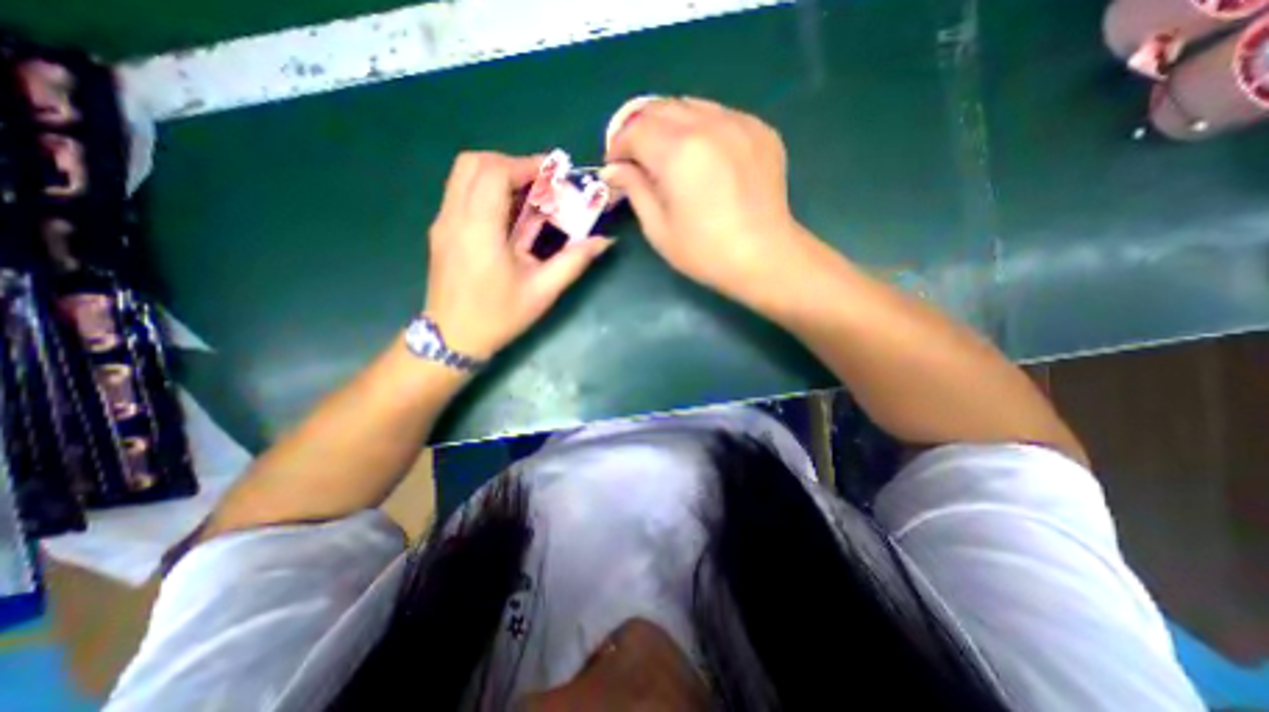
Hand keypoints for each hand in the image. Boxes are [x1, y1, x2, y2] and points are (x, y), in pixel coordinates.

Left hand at [423, 149, 610, 358]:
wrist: (453, 338)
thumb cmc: (499, 316)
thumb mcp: (542, 291)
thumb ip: (574, 261)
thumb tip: (604, 241)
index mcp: (480, 230)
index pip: (495, 173)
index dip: (526, 165)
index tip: (553, 174)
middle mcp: (455, 217)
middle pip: (474, 163)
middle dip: (511, 164)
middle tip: (540, 184)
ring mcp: (443, 222)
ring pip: (463, 175)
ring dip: (497, 175)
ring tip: (527, 196)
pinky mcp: (441, 230)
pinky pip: (461, 193)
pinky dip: (486, 190)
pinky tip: (509, 215)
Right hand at [600, 93, 800, 293]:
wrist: (765, 257)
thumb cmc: (706, 252)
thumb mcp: (659, 229)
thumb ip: (635, 190)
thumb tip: (614, 169)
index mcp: (679, 152)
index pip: (635, 129)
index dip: (618, 146)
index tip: (615, 166)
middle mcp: (708, 125)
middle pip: (660, 108)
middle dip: (639, 129)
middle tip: (636, 156)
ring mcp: (739, 123)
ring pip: (691, 105)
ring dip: (669, 125)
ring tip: (667, 154)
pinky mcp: (759, 130)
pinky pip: (720, 115)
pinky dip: (701, 128)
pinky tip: (703, 155)